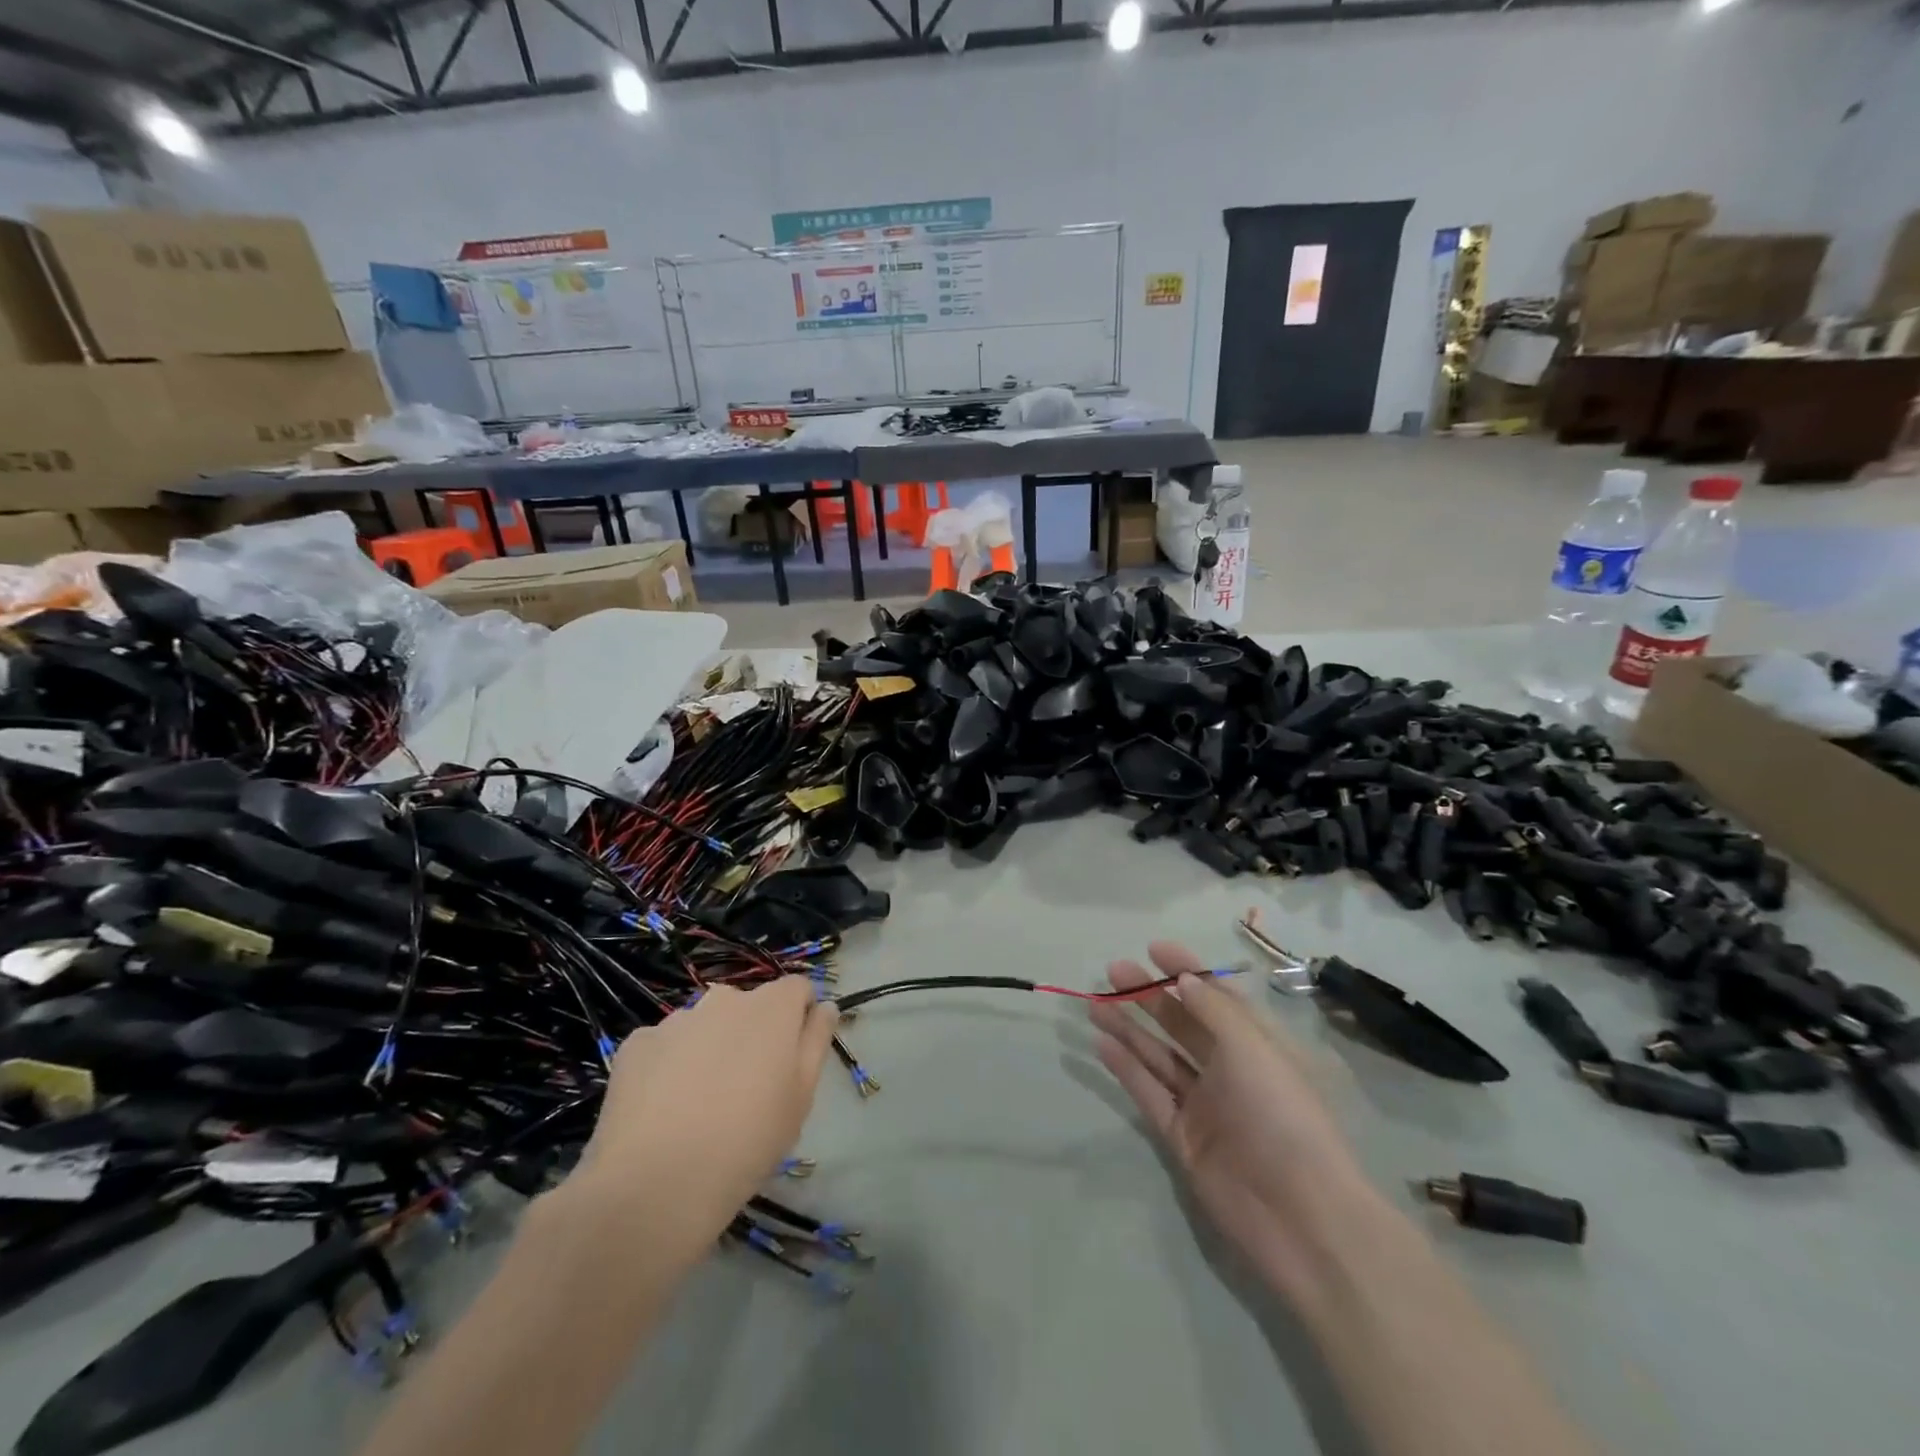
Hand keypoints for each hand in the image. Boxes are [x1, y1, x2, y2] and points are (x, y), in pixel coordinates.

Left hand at [575, 978, 839, 1233]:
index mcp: (772, 1008)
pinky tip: (662, 1110)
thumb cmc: (748, 1141)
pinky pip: (664, 1046)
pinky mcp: (636, 1044)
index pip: (797, 988)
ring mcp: (676, 1019)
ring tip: (699, 1103)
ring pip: (704, 1025)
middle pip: (748, 1006)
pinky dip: (668, 1066)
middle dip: (752, 1033)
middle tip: (746, 1088)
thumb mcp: (801, 1098)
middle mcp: (725, 1000)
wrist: (656, 1184)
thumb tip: (824, 1007)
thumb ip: (817, 1042)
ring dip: (709, 1047)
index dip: (800, 1016)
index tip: (793, 1056)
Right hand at [1089, 942, 1386, 1300]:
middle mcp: (1230, 1071)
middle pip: (1183, 1024)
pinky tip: (1102, 1043)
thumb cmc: (1283, 1116)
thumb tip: (1185, 979)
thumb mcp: (1253, 1048)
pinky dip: (1126, 1068)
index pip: (1217, 997)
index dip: (1187, 970)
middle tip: (1113, 971)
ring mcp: (1204, 1106)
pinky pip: (1149, 1094)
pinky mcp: (1182, 1138)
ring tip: (1095, 1003)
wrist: (1300, 1216)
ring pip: (1160, 1056)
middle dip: (1149, 996)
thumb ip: (1214, 1010)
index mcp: (1257, 1046)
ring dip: (1129, 1028)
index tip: (1153, 949)